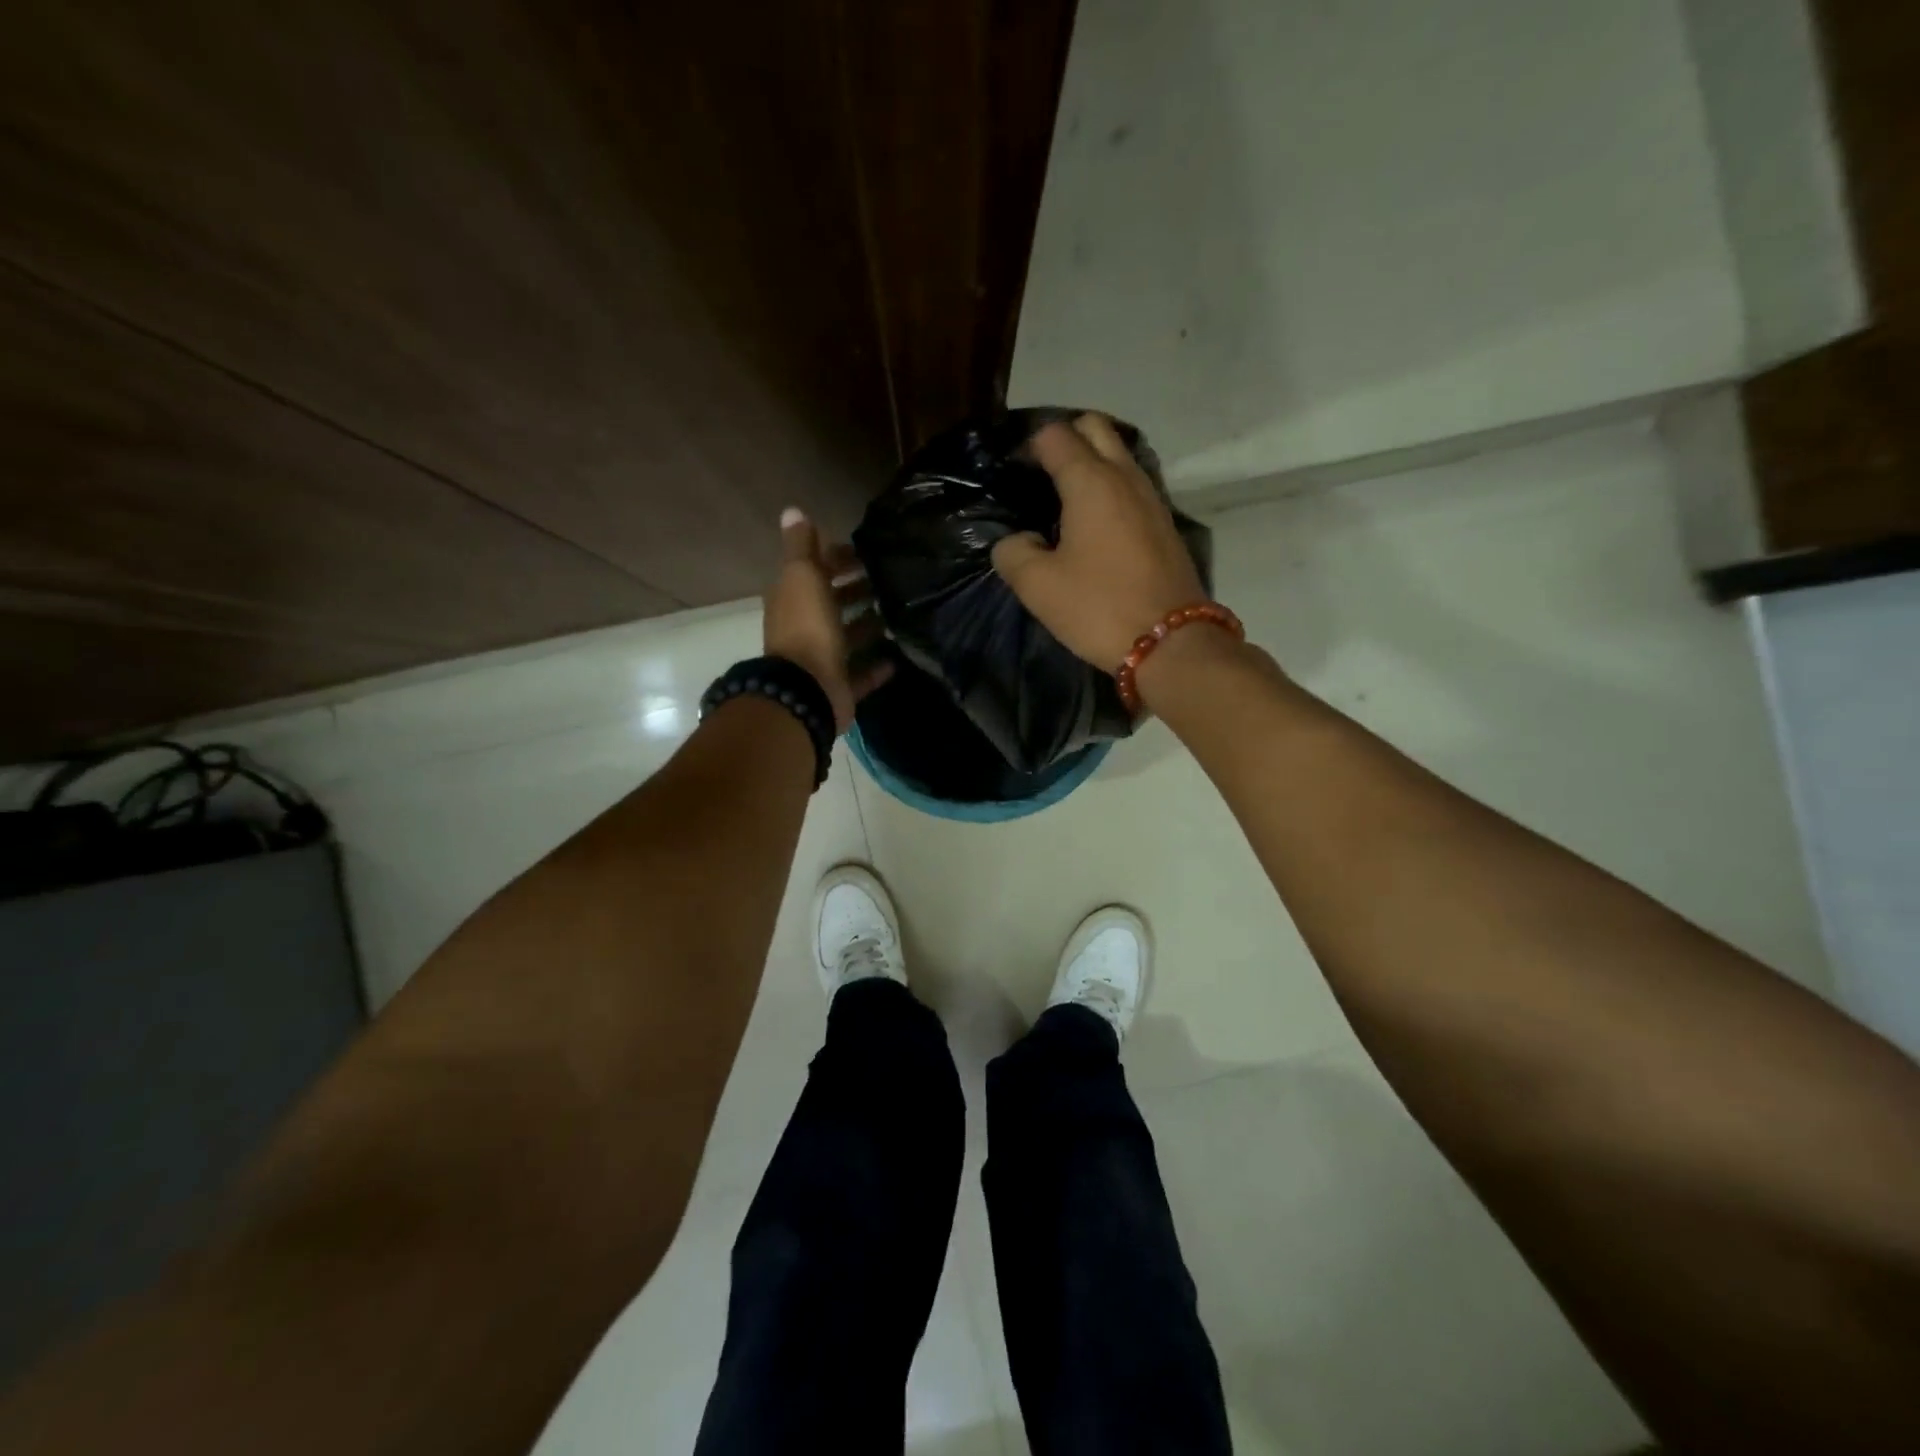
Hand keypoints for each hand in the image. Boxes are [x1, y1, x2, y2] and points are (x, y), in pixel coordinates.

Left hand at [764, 508, 892, 732]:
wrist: (807, 690)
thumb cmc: (807, 626)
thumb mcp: (802, 576)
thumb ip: (801, 545)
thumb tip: (793, 510)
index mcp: (794, 599)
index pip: (816, 570)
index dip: (838, 557)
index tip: (868, 551)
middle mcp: (806, 627)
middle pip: (833, 603)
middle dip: (857, 590)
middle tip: (891, 579)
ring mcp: (823, 659)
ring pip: (848, 638)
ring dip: (869, 626)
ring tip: (901, 613)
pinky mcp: (840, 687)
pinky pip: (861, 674)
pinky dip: (877, 667)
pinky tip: (898, 657)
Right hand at [990, 414, 1207, 668]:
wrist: (1171, 642)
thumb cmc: (1098, 607)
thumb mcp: (1038, 586)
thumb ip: (1013, 553)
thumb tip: (1017, 540)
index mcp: (1090, 482)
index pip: (1056, 435)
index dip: (1030, 446)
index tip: (1014, 473)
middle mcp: (1125, 477)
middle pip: (1095, 429)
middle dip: (1066, 439)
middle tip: (1041, 475)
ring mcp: (1152, 498)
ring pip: (1119, 456)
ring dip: (1092, 463)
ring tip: (1064, 500)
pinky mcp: (1165, 524)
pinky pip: (1132, 486)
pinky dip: (1111, 489)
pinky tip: (1094, 524)